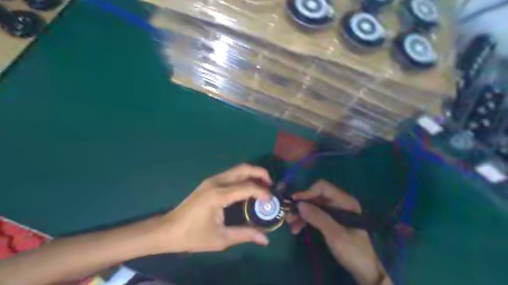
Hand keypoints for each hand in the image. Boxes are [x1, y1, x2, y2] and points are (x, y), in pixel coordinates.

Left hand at [157, 163, 270, 252]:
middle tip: (271, 184)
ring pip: (237, 169)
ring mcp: (212, 180)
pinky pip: (231, 174)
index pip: (247, 187)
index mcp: (219, 195)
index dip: (262, 192)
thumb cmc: (193, 236)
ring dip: (252, 174)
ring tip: (263, 185)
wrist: (168, 230)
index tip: (271, 201)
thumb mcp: (221, 239)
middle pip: (243, 168)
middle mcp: (216, 182)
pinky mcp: (209, 182)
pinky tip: (247, 188)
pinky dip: (243, 177)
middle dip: (260, 173)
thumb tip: (265, 239)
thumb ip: (245, 235)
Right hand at [285, 180, 392, 284]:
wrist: (369, 271)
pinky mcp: (332, 221)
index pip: (322, 187)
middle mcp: (340, 203)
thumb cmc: (355, 251)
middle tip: (289, 216)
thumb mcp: (335, 235)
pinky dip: (306, 221)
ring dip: (301, 214)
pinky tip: (297, 229)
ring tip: (291, 225)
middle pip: (316, 197)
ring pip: (314, 207)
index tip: (294, 202)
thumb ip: (318, 217)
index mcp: (345, 201)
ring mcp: (336, 212)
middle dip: (301, 205)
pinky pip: (316, 216)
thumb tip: (299, 204)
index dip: (307, 192)